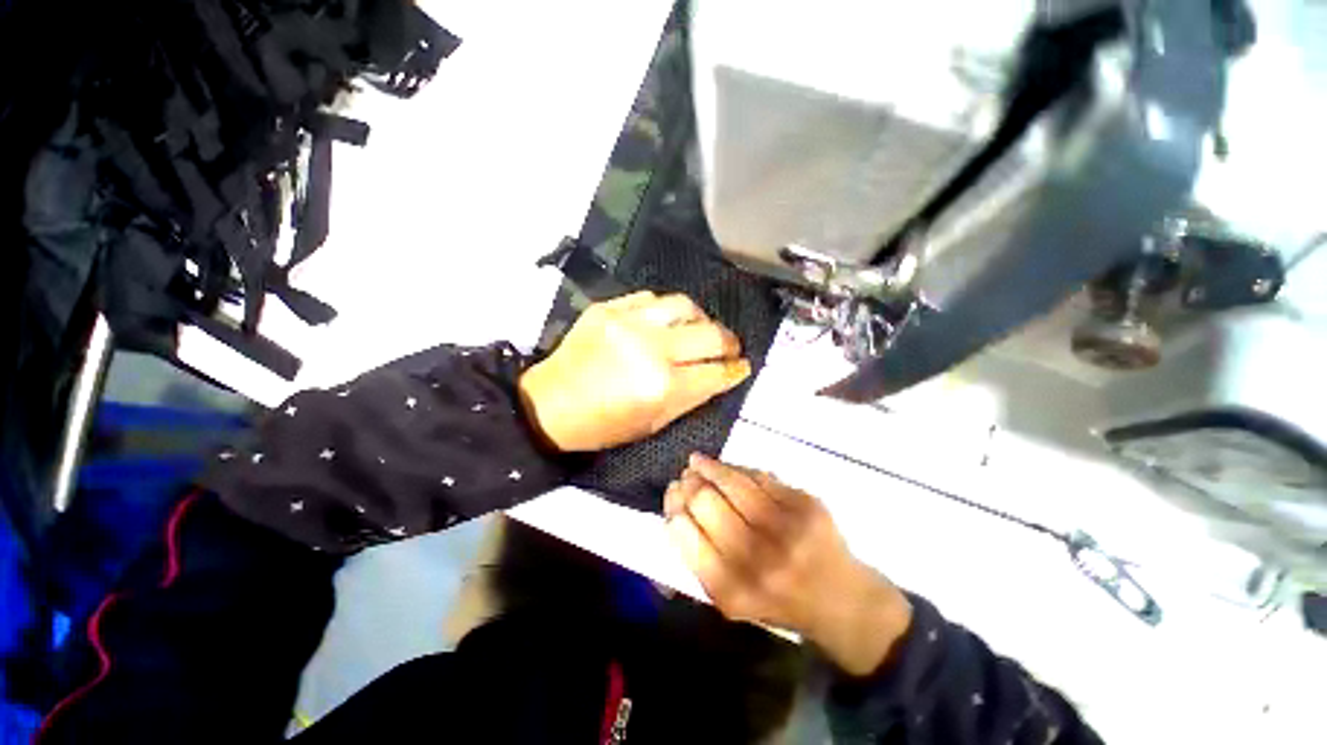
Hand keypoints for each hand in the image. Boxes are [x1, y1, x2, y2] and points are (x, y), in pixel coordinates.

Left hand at [517, 292, 750, 451]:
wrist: (551, 404)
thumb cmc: (604, 424)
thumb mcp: (654, 423)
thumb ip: (692, 397)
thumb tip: (721, 376)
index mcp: (663, 386)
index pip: (717, 372)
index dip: (736, 370)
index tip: (742, 366)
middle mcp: (652, 349)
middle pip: (711, 333)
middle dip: (729, 342)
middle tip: (729, 347)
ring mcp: (629, 322)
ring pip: (685, 305)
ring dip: (700, 319)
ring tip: (698, 329)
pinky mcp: (609, 308)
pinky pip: (652, 298)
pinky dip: (666, 310)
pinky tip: (664, 322)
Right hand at [665, 454, 912, 675]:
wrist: (840, 599)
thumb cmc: (777, 601)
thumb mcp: (731, 598)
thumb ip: (700, 559)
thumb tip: (676, 509)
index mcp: (733, 590)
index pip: (687, 536)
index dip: (674, 508)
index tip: (671, 494)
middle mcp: (759, 560)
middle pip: (707, 503)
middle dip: (689, 484)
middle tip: (684, 477)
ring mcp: (787, 529)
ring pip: (734, 482)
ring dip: (709, 467)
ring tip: (697, 462)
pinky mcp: (807, 505)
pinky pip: (760, 476)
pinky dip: (737, 469)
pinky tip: (725, 466)